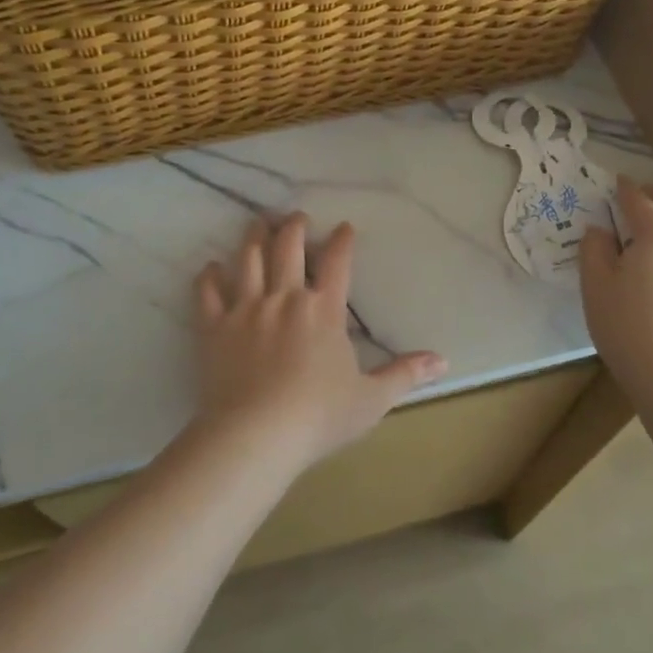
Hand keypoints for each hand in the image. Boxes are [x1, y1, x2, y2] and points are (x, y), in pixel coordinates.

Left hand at [194, 215, 446, 473]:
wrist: (256, 435)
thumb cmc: (318, 416)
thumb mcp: (371, 399)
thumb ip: (405, 374)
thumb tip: (443, 360)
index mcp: (324, 310)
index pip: (337, 263)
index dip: (342, 241)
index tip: (344, 227)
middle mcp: (285, 297)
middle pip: (288, 247)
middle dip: (293, 227)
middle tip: (295, 217)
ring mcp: (247, 309)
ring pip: (248, 259)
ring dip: (254, 238)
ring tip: (257, 224)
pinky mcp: (215, 327)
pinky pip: (208, 292)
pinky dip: (209, 276)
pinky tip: (211, 267)